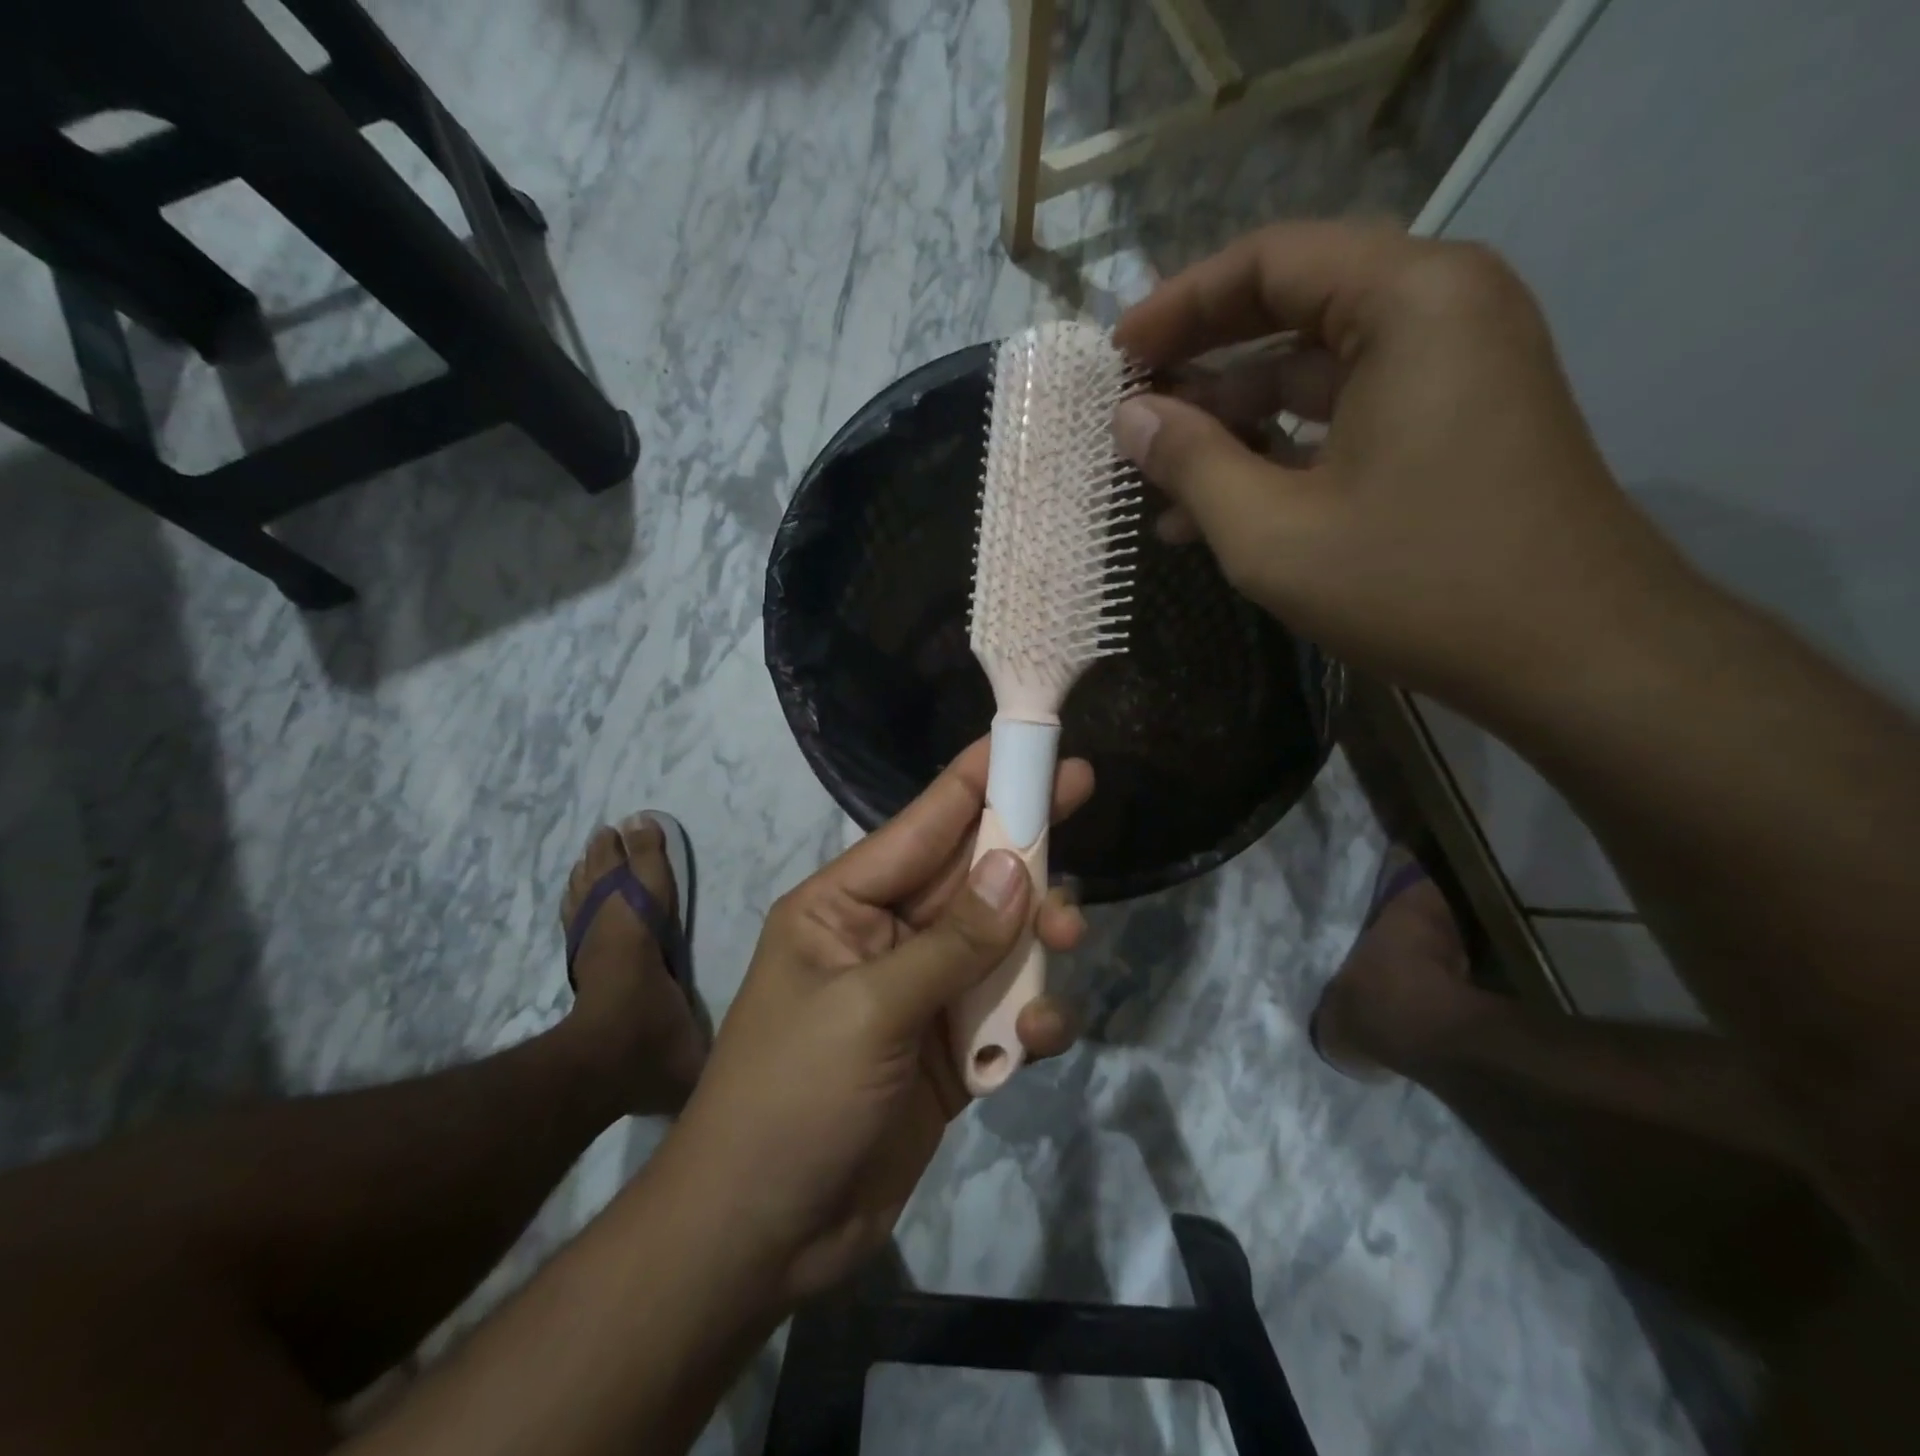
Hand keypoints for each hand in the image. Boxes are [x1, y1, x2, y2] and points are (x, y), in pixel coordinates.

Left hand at [653, 741, 1089, 1302]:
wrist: (762, 1238)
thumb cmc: (792, 1099)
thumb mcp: (870, 1011)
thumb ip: (952, 943)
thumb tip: (1017, 870)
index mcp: (844, 904)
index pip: (922, 824)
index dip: (978, 779)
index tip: (1031, 743)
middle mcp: (885, 936)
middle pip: (970, 875)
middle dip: (1024, 848)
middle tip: (1083, 801)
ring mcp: (919, 994)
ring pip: (997, 941)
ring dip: (1036, 939)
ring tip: (1067, 942)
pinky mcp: (949, 1053)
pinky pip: (1002, 1013)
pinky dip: (1028, 1020)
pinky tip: (1037, 1040)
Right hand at [1112, 222, 1685, 711]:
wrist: (1570, 655)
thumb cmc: (1413, 583)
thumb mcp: (1271, 531)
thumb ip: (1190, 463)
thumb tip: (1127, 418)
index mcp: (1409, 301)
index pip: (1270, 260)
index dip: (1179, 304)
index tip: (1117, 354)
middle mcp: (1441, 311)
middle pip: (1293, 307)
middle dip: (1201, 361)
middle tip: (1130, 405)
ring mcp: (1452, 371)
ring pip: (1314, 371)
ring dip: (1232, 420)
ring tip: (1157, 472)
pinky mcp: (1450, 426)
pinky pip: (1345, 416)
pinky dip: (1279, 451)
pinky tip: (1215, 508)